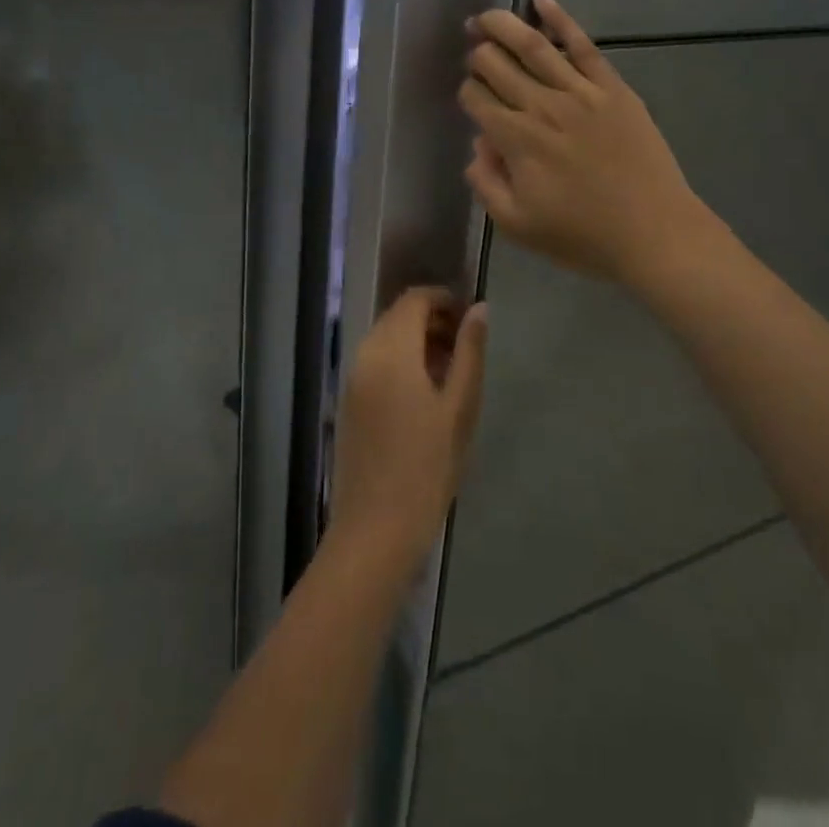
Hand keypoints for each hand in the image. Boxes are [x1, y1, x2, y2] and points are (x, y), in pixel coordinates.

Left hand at [328, 288, 488, 584]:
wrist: (375, 529)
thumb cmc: (427, 468)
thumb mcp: (460, 408)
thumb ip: (469, 352)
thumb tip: (479, 309)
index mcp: (391, 351)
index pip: (413, 300)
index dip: (443, 299)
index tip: (470, 317)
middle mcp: (365, 355)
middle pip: (397, 316)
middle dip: (431, 320)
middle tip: (465, 346)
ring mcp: (352, 378)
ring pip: (385, 338)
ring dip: (416, 340)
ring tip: (450, 371)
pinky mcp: (348, 401)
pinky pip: (375, 362)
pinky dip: (400, 360)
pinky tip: (424, 392)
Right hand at [460, 0, 722, 292]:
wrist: (655, 232)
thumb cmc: (582, 235)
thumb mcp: (517, 225)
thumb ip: (486, 183)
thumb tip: (478, 145)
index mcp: (516, 140)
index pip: (476, 99)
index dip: (466, 93)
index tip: (470, 98)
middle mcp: (542, 106)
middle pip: (496, 64)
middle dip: (477, 54)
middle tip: (472, 51)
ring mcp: (580, 92)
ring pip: (532, 45)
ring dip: (501, 25)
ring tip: (484, 16)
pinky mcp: (612, 87)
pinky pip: (582, 44)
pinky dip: (560, 18)